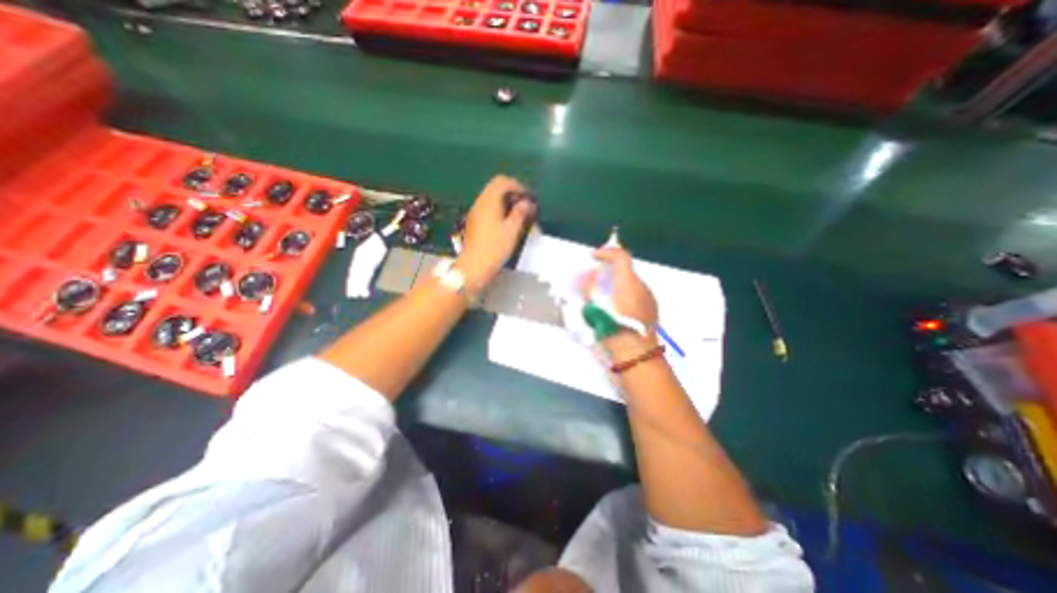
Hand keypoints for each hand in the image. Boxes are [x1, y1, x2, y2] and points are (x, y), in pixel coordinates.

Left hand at [457, 175, 532, 289]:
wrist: (474, 266)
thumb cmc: (495, 247)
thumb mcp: (512, 230)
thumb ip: (520, 213)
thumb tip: (527, 202)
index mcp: (489, 201)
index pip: (502, 182)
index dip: (518, 186)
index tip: (529, 199)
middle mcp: (480, 203)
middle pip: (496, 189)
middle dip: (513, 195)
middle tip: (525, 207)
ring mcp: (475, 213)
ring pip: (492, 200)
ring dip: (507, 204)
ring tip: (519, 217)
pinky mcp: (474, 223)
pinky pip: (488, 210)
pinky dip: (499, 212)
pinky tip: (507, 225)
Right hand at [591, 248, 658, 357]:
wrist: (636, 354)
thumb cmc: (612, 328)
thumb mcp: (594, 307)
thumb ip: (589, 287)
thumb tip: (587, 275)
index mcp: (628, 282)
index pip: (620, 256)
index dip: (606, 252)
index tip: (594, 257)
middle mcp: (641, 286)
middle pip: (625, 270)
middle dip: (609, 270)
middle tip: (595, 279)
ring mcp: (649, 298)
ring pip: (631, 283)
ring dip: (617, 283)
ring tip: (604, 296)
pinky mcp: (652, 309)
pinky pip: (637, 294)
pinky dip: (625, 294)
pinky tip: (616, 308)